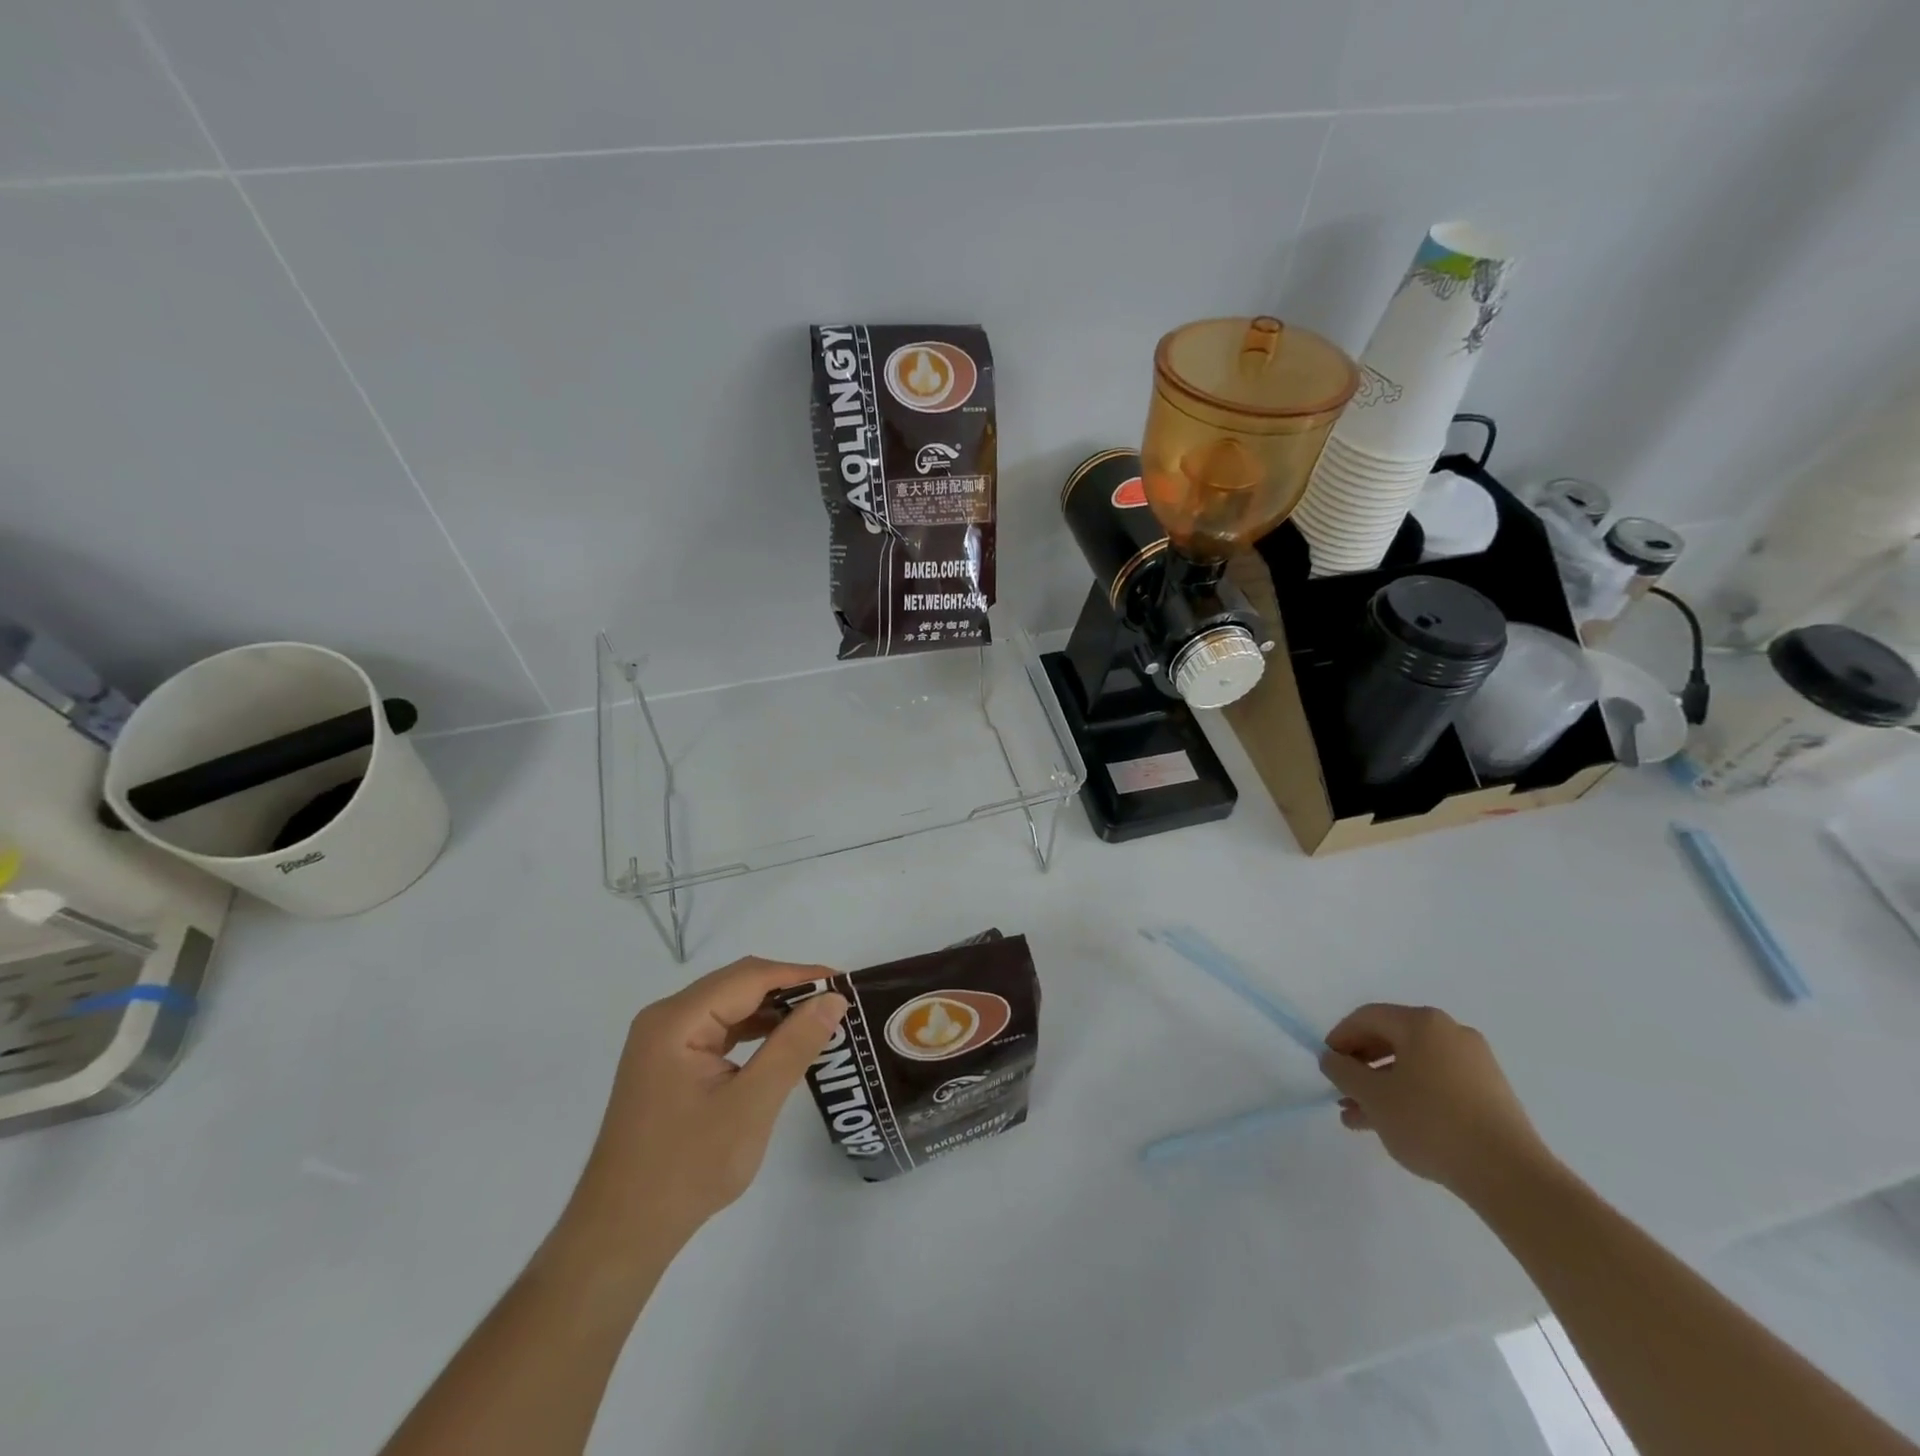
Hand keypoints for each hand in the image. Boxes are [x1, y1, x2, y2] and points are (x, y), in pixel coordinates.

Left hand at [565, 957, 847, 1248]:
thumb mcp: (751, 1105)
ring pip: (730, 1006)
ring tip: (818, 1021)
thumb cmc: (687, 1169)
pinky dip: (753, 1032)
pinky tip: (782, 1045)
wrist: (621, 1234)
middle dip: (789, 990)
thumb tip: (833, 999)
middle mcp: (666, 1019)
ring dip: (773, 1011)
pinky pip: (719, 1030)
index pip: (749, 976)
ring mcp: (664, 1041)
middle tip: (836, 1004)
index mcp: (677, 1020)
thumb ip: (793, 1046)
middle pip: (738, 985)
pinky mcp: (668, 1064)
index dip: (800, 975)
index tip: (844, 984)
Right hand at [1318, 1003, 1552, 1199]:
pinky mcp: (1490, 1093)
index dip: (1340, 1038)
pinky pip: (1437, 1083)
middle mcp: (1451, 1033)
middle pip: (1391, 1040)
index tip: (1326, 1065)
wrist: (1511, 1177)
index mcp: (1423, 1023)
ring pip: (1413, 1066)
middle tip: (1341, 1093)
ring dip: (1382, 1087)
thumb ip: (1343, 1072)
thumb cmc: (1432, 1123)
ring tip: (1360, 1119)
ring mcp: (1475, 1064)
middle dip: (1361, 1067)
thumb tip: (1332, 1059)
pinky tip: (1394, 1126)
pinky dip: (1411, 1097)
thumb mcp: (1374, 1097)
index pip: (1367, 1018)